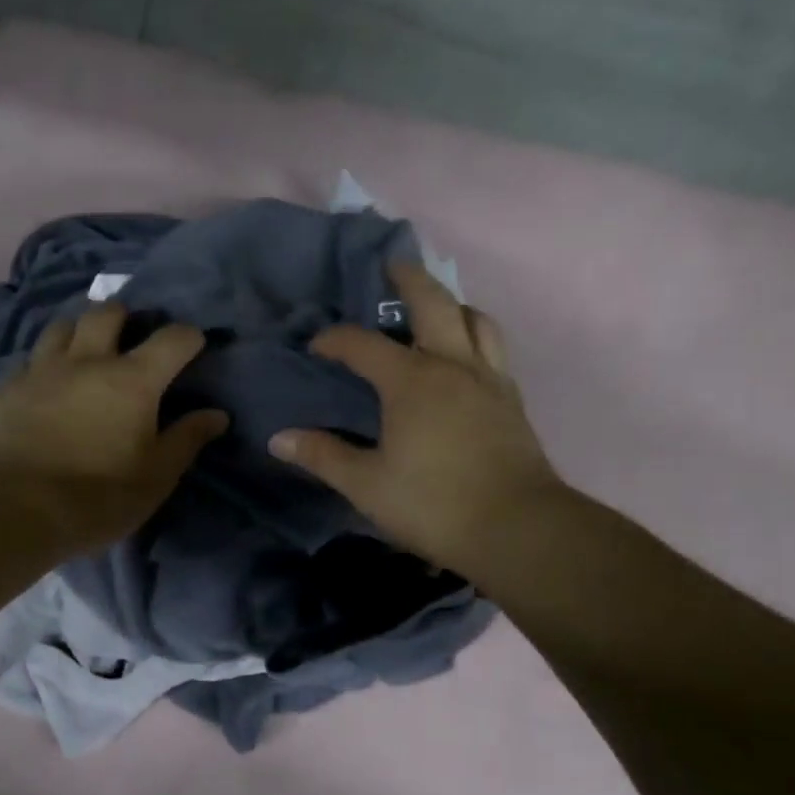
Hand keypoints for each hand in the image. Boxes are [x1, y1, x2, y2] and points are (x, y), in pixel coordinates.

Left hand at [0, 303, 228, 552]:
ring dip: (79, 332)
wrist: (15, 508)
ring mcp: (42, 370)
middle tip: (129, 339)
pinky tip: (46, 386)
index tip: (193, 346)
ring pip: (62, 326)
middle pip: (107, 313)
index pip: (172, 339)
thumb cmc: (98, 497)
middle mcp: (88, 361)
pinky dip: (46, 364)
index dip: (189, 337)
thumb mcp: (155, 478)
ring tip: (84, 353)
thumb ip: (186, 440)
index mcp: (133, 380)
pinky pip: (31, 359)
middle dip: (125, 317)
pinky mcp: (8, 388)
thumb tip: (217, 415)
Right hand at [269, 261, 564, 578]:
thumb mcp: (366, 484)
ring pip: (476, 320)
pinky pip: (494, 349)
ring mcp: (489, 380)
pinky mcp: (512, 400)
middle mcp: (453, 366)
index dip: (335, 340)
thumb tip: (279, 439)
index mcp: (411, 381)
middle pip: (434, 303)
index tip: (316, 346)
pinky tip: (465, 356)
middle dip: (409, 280)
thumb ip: (323, 456)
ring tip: (436, 308)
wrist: (516, 528)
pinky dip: (475, 336)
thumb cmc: (432, 504)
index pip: (363, 345)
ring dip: (452, 305)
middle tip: (392, 266)